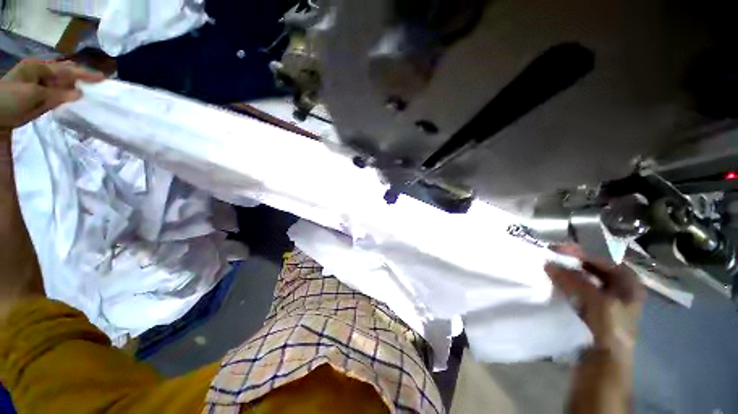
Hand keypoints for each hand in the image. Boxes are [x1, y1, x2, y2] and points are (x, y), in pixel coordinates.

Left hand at [0, 59, 103, 132]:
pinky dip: (67, 96)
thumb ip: (57, 94)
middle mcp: (41, 73)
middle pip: (65, 73)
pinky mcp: (38, 97)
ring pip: (62, 84)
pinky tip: (75, 99)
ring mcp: (39, 85)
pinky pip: (57, 95)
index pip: (66, 69)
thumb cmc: (10, 100)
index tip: (103, 78)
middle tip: (98, 84)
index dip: (84, 73)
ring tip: (90, 92)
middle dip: (80, 77)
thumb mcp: (33, 95)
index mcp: (39, 68)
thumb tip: (80, 94)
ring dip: (75, 87)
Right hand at [545, 248, 645, 358]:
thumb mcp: (595, 301)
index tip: (559, 249)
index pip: (605, 259)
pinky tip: (559, 282)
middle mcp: (621, 288)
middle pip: (597, 267)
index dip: (583, 252)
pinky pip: (581, 288)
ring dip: (571, 272)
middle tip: (555, 256)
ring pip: (588, 278)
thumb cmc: (610, 327)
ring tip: (554, 267)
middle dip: (576, 261)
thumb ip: (573, 280)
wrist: (606, 359)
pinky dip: (570, 283)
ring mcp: (609, 299)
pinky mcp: (595, 308)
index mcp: (630, 283)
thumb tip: (548, 264)